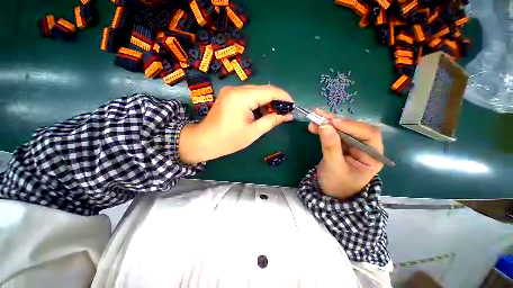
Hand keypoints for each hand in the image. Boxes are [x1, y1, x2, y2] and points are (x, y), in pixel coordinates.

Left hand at [179, 85, 293, 163]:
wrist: (204, 141)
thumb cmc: (228, 140)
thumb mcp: (253, 132)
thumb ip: (271, 121)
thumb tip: (287, 115)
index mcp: (241, 98)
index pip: (269, 91)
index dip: (283, 97)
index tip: (293, 105)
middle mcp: (236, 89)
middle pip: (263, 90)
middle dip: (275, 100)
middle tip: (284, 112)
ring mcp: (231, 91)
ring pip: (256, 92)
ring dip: (266, 102)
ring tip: (273, 114)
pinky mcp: (229, 95)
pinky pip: (248, 95)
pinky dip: (257, 103)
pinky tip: (261, 112)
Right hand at [308, 109, 383, 199]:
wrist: (329, 192)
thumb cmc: (337, 184)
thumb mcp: (334, 167)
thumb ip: (330, 147)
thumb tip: (324, 126)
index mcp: (373, 156)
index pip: (369, 135)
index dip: (352, 126)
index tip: (333, 122)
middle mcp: (365, 147)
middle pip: (354, 128)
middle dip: (336, 121)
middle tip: (320, 115)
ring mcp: (352, 145)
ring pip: (342, 129)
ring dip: (328, 122)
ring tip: (314, 117)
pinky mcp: (341, 145)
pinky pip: (333, 133)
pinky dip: (323, 128)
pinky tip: (314, 125)